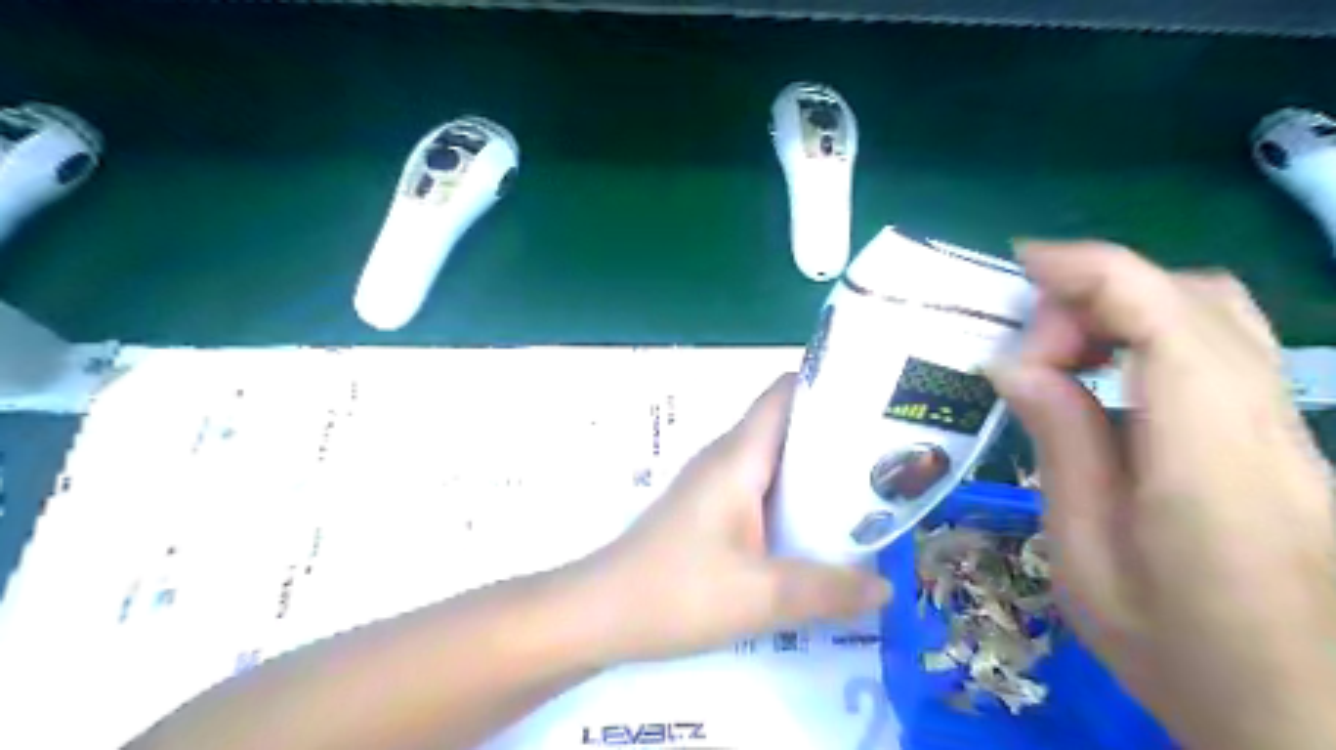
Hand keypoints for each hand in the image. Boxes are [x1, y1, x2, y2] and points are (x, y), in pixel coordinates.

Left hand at [572, 375, 889, 660]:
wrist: (600, 613)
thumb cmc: (677, 592)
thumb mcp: (762, 596)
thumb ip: (828, 590)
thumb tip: (886, 587)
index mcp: (738, 457)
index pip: (785, 393)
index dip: (830, 386)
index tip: (877, 402)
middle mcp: (726, 458)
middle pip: (787, 425)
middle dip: (837, 435)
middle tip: (889, 458)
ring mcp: (713, 483)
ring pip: (775, 459)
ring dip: (817, 471)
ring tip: (868, 493)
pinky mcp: (708, 509)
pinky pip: (760, 487)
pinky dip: (793, 497)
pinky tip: (817, 530)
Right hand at [985, 240, 1335, 749]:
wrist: (1307, 719)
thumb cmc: (1178, 653)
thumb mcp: (1085, 558)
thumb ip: (1061, 447)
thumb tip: (1017, 365)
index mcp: (1210, 464)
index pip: (1168, 320)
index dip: (1095, 270)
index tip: (1022, 263)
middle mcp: (1266, 428)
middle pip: (1196, 300)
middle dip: (1097, 293)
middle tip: (1030, 348)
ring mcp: (1289, 430)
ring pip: (1216, 315)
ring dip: (1126, 308)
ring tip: (1060, 356)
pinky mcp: (1285, 438)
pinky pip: (1220, 350)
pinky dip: (1152, 333)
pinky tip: (1104, 377)